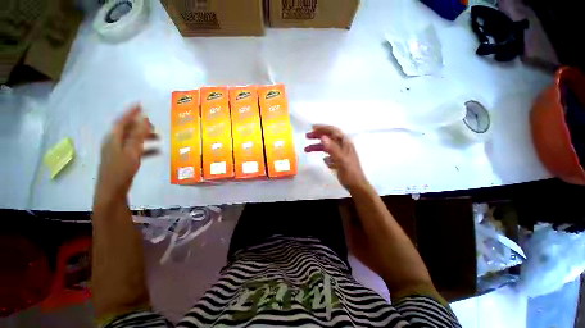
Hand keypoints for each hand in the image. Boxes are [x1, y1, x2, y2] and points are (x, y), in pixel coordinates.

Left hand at [95, 105, 156, 202]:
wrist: (112, 190)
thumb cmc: (121, 169)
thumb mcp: (131, 151)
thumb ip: (138, 135)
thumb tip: (144, 119)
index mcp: (113, 138)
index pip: (122, 120)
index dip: (130, 112)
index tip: (140, 105)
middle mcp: (114, 142)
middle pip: (127, 129)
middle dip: (140, 125)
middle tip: (154, 125)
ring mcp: (118, 151)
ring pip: (133, 139)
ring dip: (145, 136)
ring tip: (159, 137)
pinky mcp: (123, 159)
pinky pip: (136, 149)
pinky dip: (146, 148)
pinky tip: (157, 151)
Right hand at [305, 125, 369, 191]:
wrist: (356, 185)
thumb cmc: (350, 173)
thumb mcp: (341, 160)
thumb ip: (332, 148)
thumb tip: (323, 137)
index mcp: (345, 143)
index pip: (333, 131)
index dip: (323, 128)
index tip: (312, 128)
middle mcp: (343, 146)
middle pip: (329, 137)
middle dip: (318, 136)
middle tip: (307, 136)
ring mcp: (341, 153)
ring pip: (327, 146)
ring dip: (317, 146)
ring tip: (306, 149)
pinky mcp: (339, 160)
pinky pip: (329, 154)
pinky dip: (323, 154)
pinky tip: (321, 158)